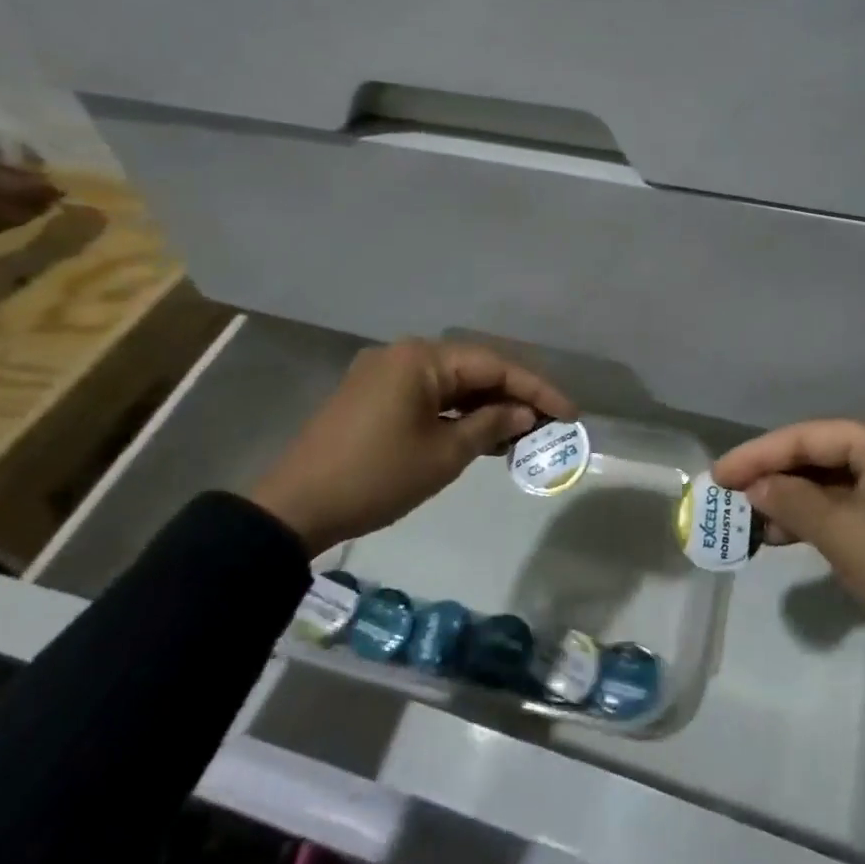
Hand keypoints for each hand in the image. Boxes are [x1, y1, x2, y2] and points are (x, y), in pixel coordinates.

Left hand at [249, 339, 575, 553]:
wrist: (295, 509)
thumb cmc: (377, 477)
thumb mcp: (444, 454)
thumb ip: (491, 425)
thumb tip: (525, 413)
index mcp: (420, 358)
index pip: (494, 365)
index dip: (536, 389)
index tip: (569, 412)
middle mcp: (403, 354)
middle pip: (473, 369)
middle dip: (514, 396)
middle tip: (551, 422)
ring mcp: (385, 374)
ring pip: (451, 383)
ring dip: (486, 406)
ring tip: (525, 432)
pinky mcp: (373, 396)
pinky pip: (428, 395)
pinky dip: (457, 413)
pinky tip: (483, 433)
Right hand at [711, 420, 864, 709]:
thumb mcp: (843, 533)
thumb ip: (791, 501)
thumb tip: (755, 487)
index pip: (809, 436)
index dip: (759, 454)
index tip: (718, 475)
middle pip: (821, 457)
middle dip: (775, 477)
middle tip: (730, 497)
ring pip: (834, 486)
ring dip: (794, 503)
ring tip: (753, 524)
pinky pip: (851, 511)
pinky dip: (818, 522)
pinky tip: (786, 538)